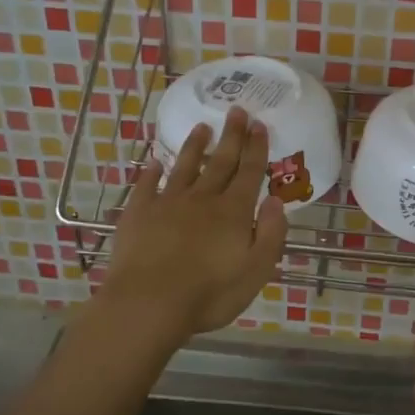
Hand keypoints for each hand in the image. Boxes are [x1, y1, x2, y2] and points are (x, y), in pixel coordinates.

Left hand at [96, 107, 287, 344]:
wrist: (148, 303)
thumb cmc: (209, 294)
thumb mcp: (256, 271)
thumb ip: (270, 234)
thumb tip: (275, 200)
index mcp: (233, 212)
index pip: (249, 172)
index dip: (256, 148)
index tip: (259, 124)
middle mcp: (202, 199)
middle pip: (220, 161)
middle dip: (231, 136)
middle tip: (237, 111)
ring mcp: (167, 203)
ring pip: (184, 167)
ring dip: (195, 146)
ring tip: (202, 127)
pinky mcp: (138, 213)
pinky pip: (147, 185)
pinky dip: (151, 171)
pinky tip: (153, 162)